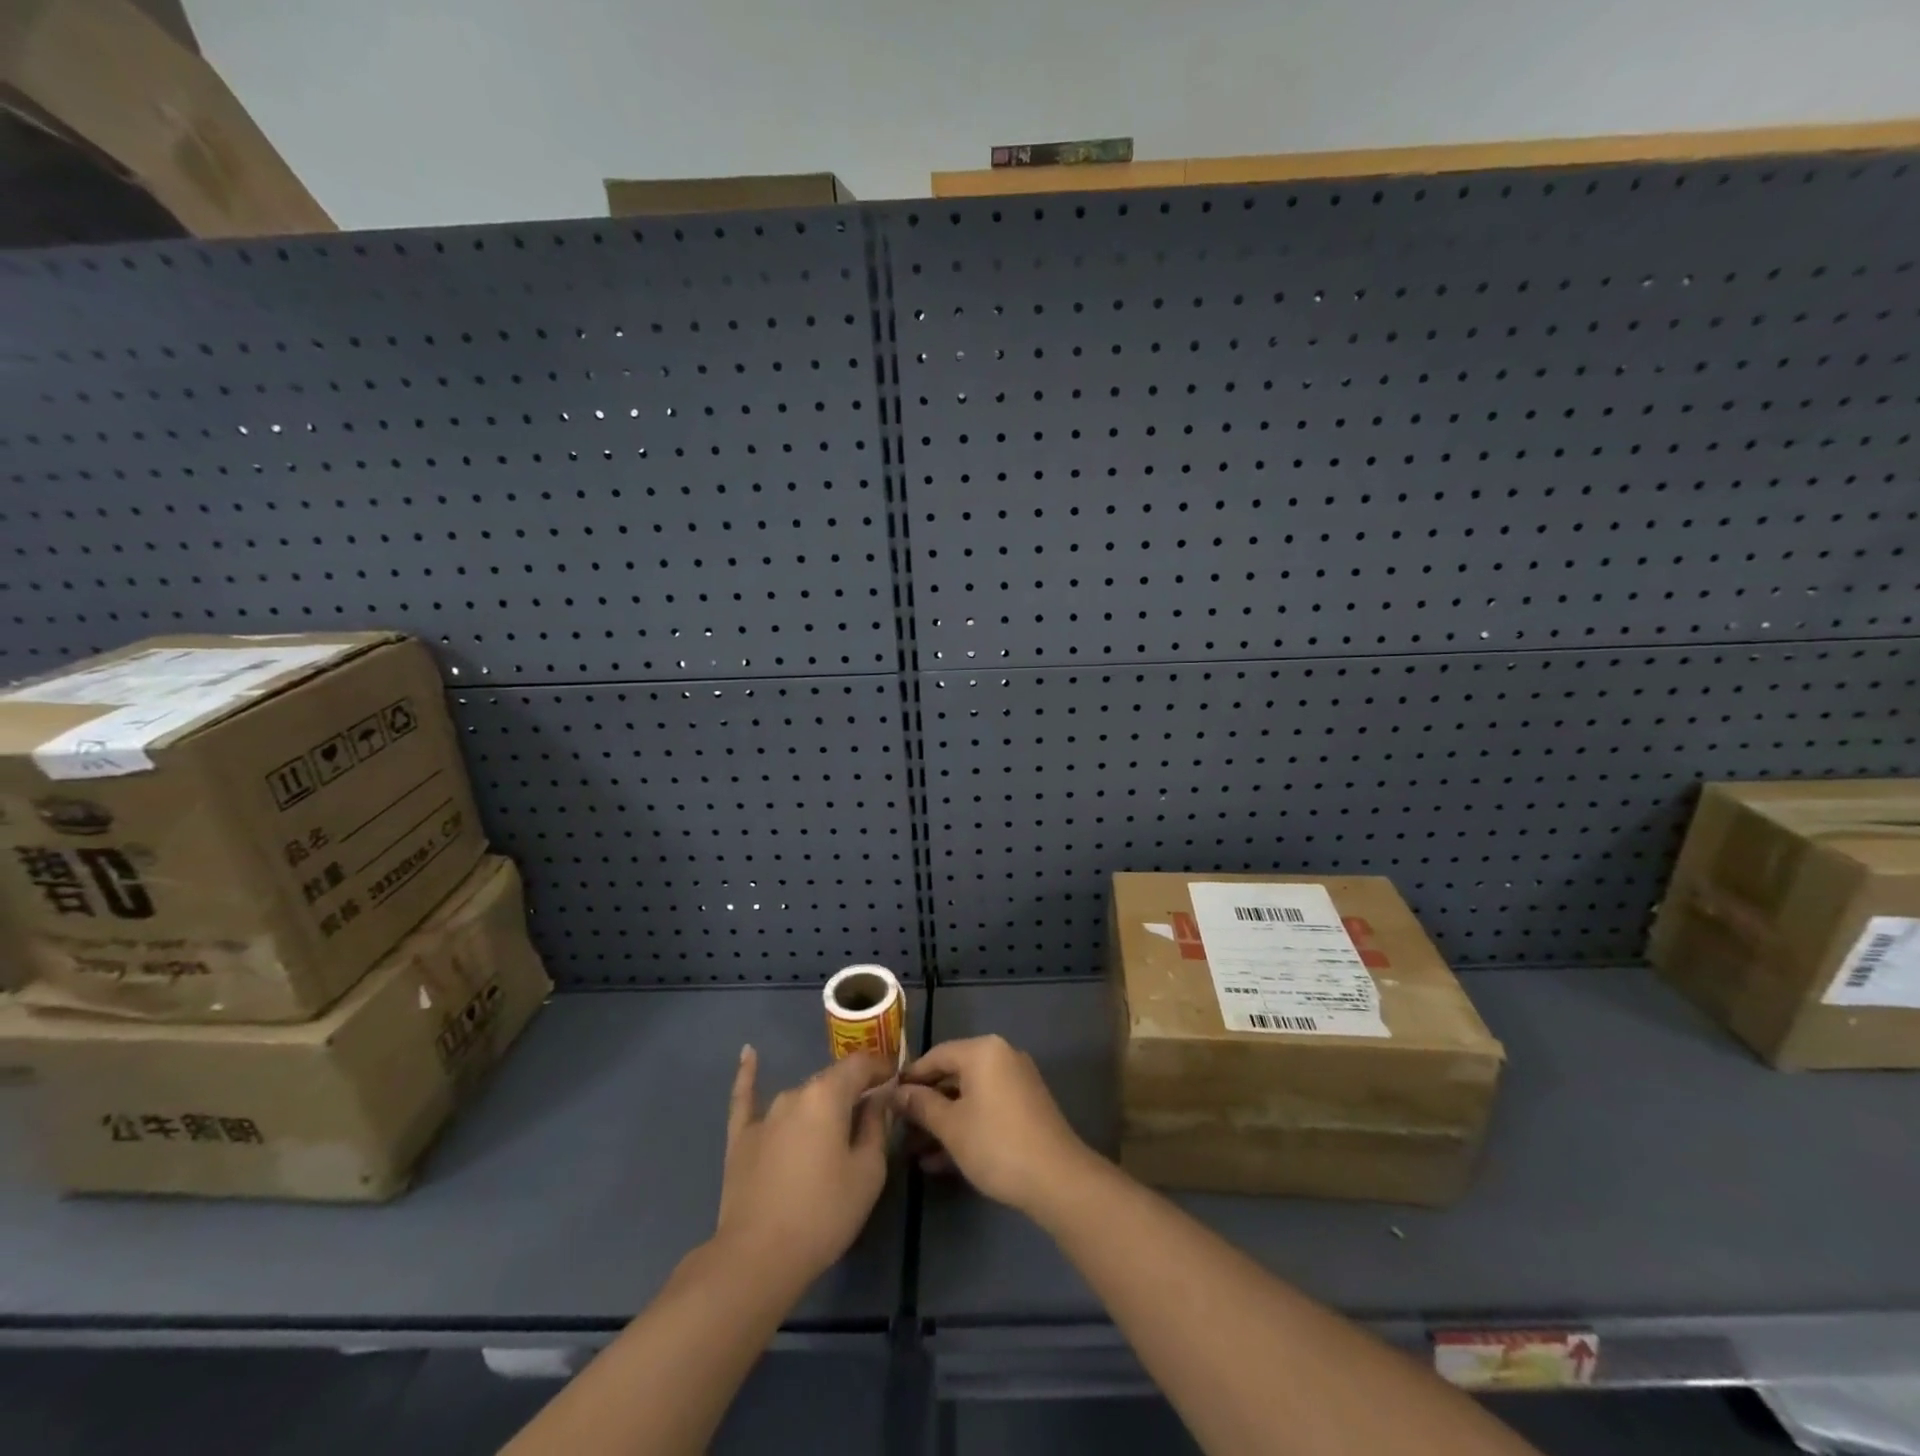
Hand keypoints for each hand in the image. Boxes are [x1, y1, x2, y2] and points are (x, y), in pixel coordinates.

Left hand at [715, 1047, 892, 1285]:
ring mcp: (765, 1114)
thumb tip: (880, 1096)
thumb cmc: (823, 1214)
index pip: (860, 1065)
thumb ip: (877, 1126)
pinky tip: (749, 1053)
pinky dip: (749, 1074)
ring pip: (802, 1098)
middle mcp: (796, 1093)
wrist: (757, 1258)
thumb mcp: (868, 1172)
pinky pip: (746, 1098)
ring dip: (820, 1105)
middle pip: (831, 1082)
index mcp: (828, 1095)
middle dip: (853, 1092)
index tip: (897, 1077)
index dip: (881, 1067)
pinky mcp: (741, 1138)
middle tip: (871, 1115)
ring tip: (835, 1128)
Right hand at [891, 1035, 1093, 1215]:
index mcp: (983, 1051)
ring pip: (969, 1097)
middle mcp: (1001, 1057)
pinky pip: (986, 1109)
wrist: (1056, 1178)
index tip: (887, 1099)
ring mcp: (1016, 1082)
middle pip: (953, 1075)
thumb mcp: (950, 1126)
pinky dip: (965, 1127)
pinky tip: (940, 1161)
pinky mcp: (1025, 1108)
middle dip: (925, 1104)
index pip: (936, 1055)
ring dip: (942, 1121)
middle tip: (900, 1129)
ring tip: (914, 1151)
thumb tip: (897, 1092)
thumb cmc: (995, 1143)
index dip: (910, 1078)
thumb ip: (921, 1105)